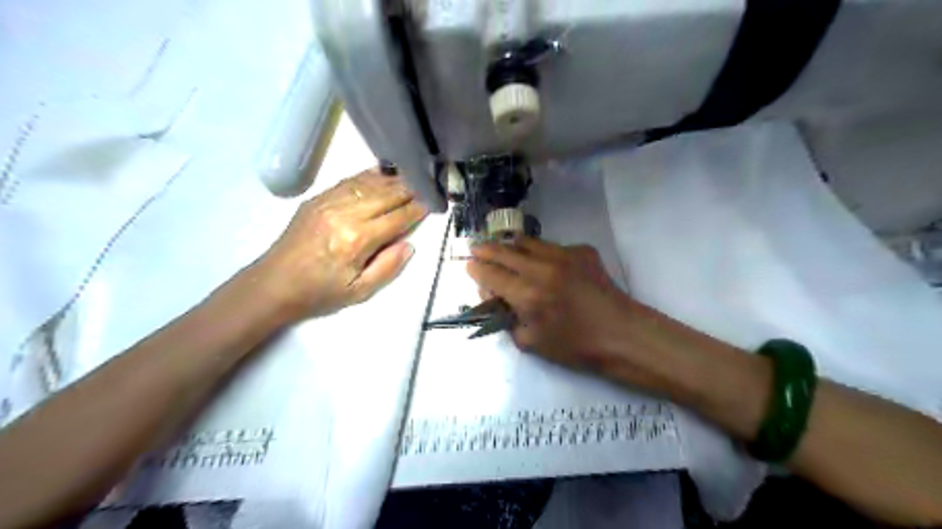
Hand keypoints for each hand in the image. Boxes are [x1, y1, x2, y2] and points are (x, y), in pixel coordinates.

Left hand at [255, 167, 423, 319]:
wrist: (273, 284)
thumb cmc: (319, 293)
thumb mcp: (359, 292)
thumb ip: (388, 267)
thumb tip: (409, 244)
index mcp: (358, 239)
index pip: (397, 218)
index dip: (417, 209)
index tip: (434, 202)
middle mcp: (345, 214)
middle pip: (386, 195)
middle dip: (410, 189)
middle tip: (428, 184)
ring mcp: (329, 203)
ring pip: (369, 184)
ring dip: (393, 180)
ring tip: (411, 177)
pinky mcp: (317, 199)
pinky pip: (349, 182)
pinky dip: (369, 176)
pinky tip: (381, 174)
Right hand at [467, 238, 636, 372]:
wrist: (622, 334)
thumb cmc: (575, 346)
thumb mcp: (530, 342)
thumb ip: (506, 317)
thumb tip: (494, 295)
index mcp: (527, 294)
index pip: (490, 273)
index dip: (475, 268)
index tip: (468, 265)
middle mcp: (542, 268)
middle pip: (503, 250)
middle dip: (485, 249)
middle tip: (476, 249)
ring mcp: (564, 254)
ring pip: (526, 241)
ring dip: (510, 245)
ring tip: (504, 251)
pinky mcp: (582, 250)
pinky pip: (551, 246)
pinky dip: (540, 252)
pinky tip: (543, 265)